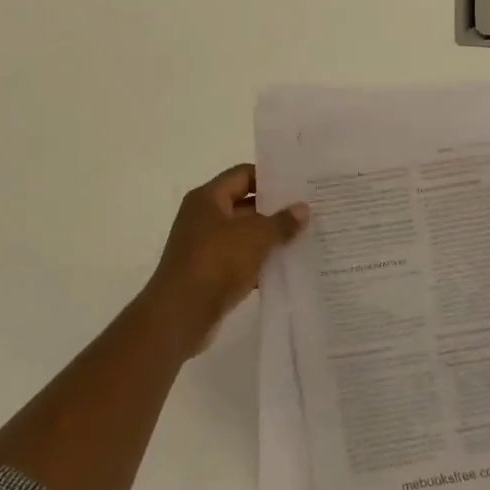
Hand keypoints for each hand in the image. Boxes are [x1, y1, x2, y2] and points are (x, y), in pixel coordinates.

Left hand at [141, 164, 307, 355]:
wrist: (180, 315)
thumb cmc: (216, 262)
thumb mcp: (255, 237)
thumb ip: (281, 221)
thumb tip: (303, 208)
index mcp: (208, 198)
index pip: (243, 174)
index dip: (270, 178)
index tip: (299, 184)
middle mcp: (203, 218)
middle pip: (244, 204)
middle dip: (275, 210)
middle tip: (309, 211)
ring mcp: (205, 247)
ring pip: (244, 235)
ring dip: (270, 238)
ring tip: (305, 238)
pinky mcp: (209, 274)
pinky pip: (240, 261)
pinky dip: (260, 263)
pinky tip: (286, 268)